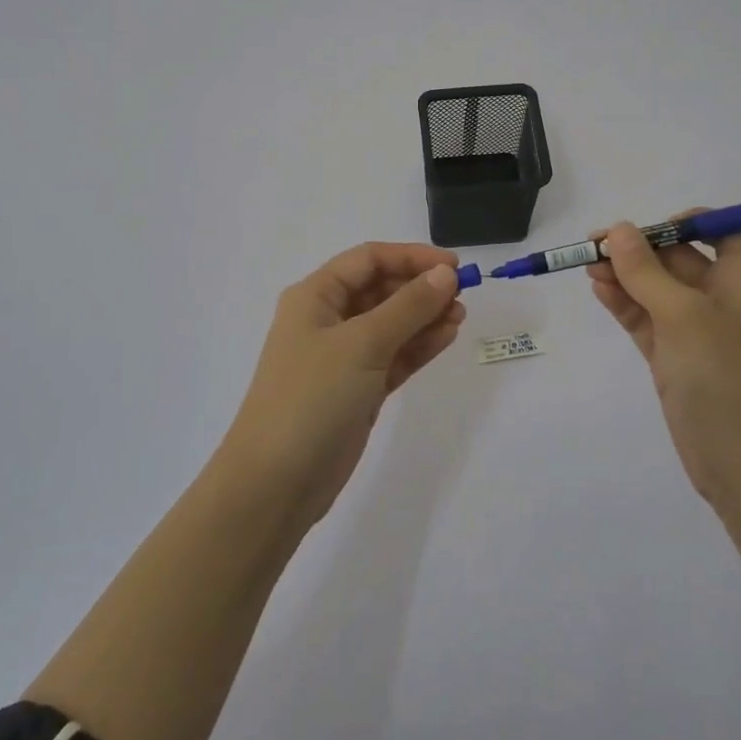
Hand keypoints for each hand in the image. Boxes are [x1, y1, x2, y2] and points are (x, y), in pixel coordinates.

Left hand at [219, 243, 467, 527]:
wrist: (276, 482)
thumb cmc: (312, 397)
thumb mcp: (362, 343)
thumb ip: (408, 306)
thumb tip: (445, 275)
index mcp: (315, 296)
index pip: (368, 259)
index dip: (411, 257)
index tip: (453, 266)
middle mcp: (327, 319)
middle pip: (380, 289)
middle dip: (420, 287)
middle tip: (463, 294)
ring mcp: (343, 357)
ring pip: (391, 324)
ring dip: (425, 316)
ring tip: (461, 315)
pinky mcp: (358, 389)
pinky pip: (394, 356)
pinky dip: (418, 346)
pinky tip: (447, 337)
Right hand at [587, 214, 740, 506]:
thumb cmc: (723, 376)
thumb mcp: (683, 315)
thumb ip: (647, 272)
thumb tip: (618, 230)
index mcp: (737, 281)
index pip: (726, 234)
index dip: (696, 222)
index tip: (655, 227)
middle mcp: (716, 300)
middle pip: (677, 258)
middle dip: (639, 248)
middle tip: (595, 245)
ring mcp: (692, 331)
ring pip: (654, 289)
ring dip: (624, 274)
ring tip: (586, 265)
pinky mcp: (671, 358)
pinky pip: (643, 318)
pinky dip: (622, 303)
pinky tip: (598, 289)